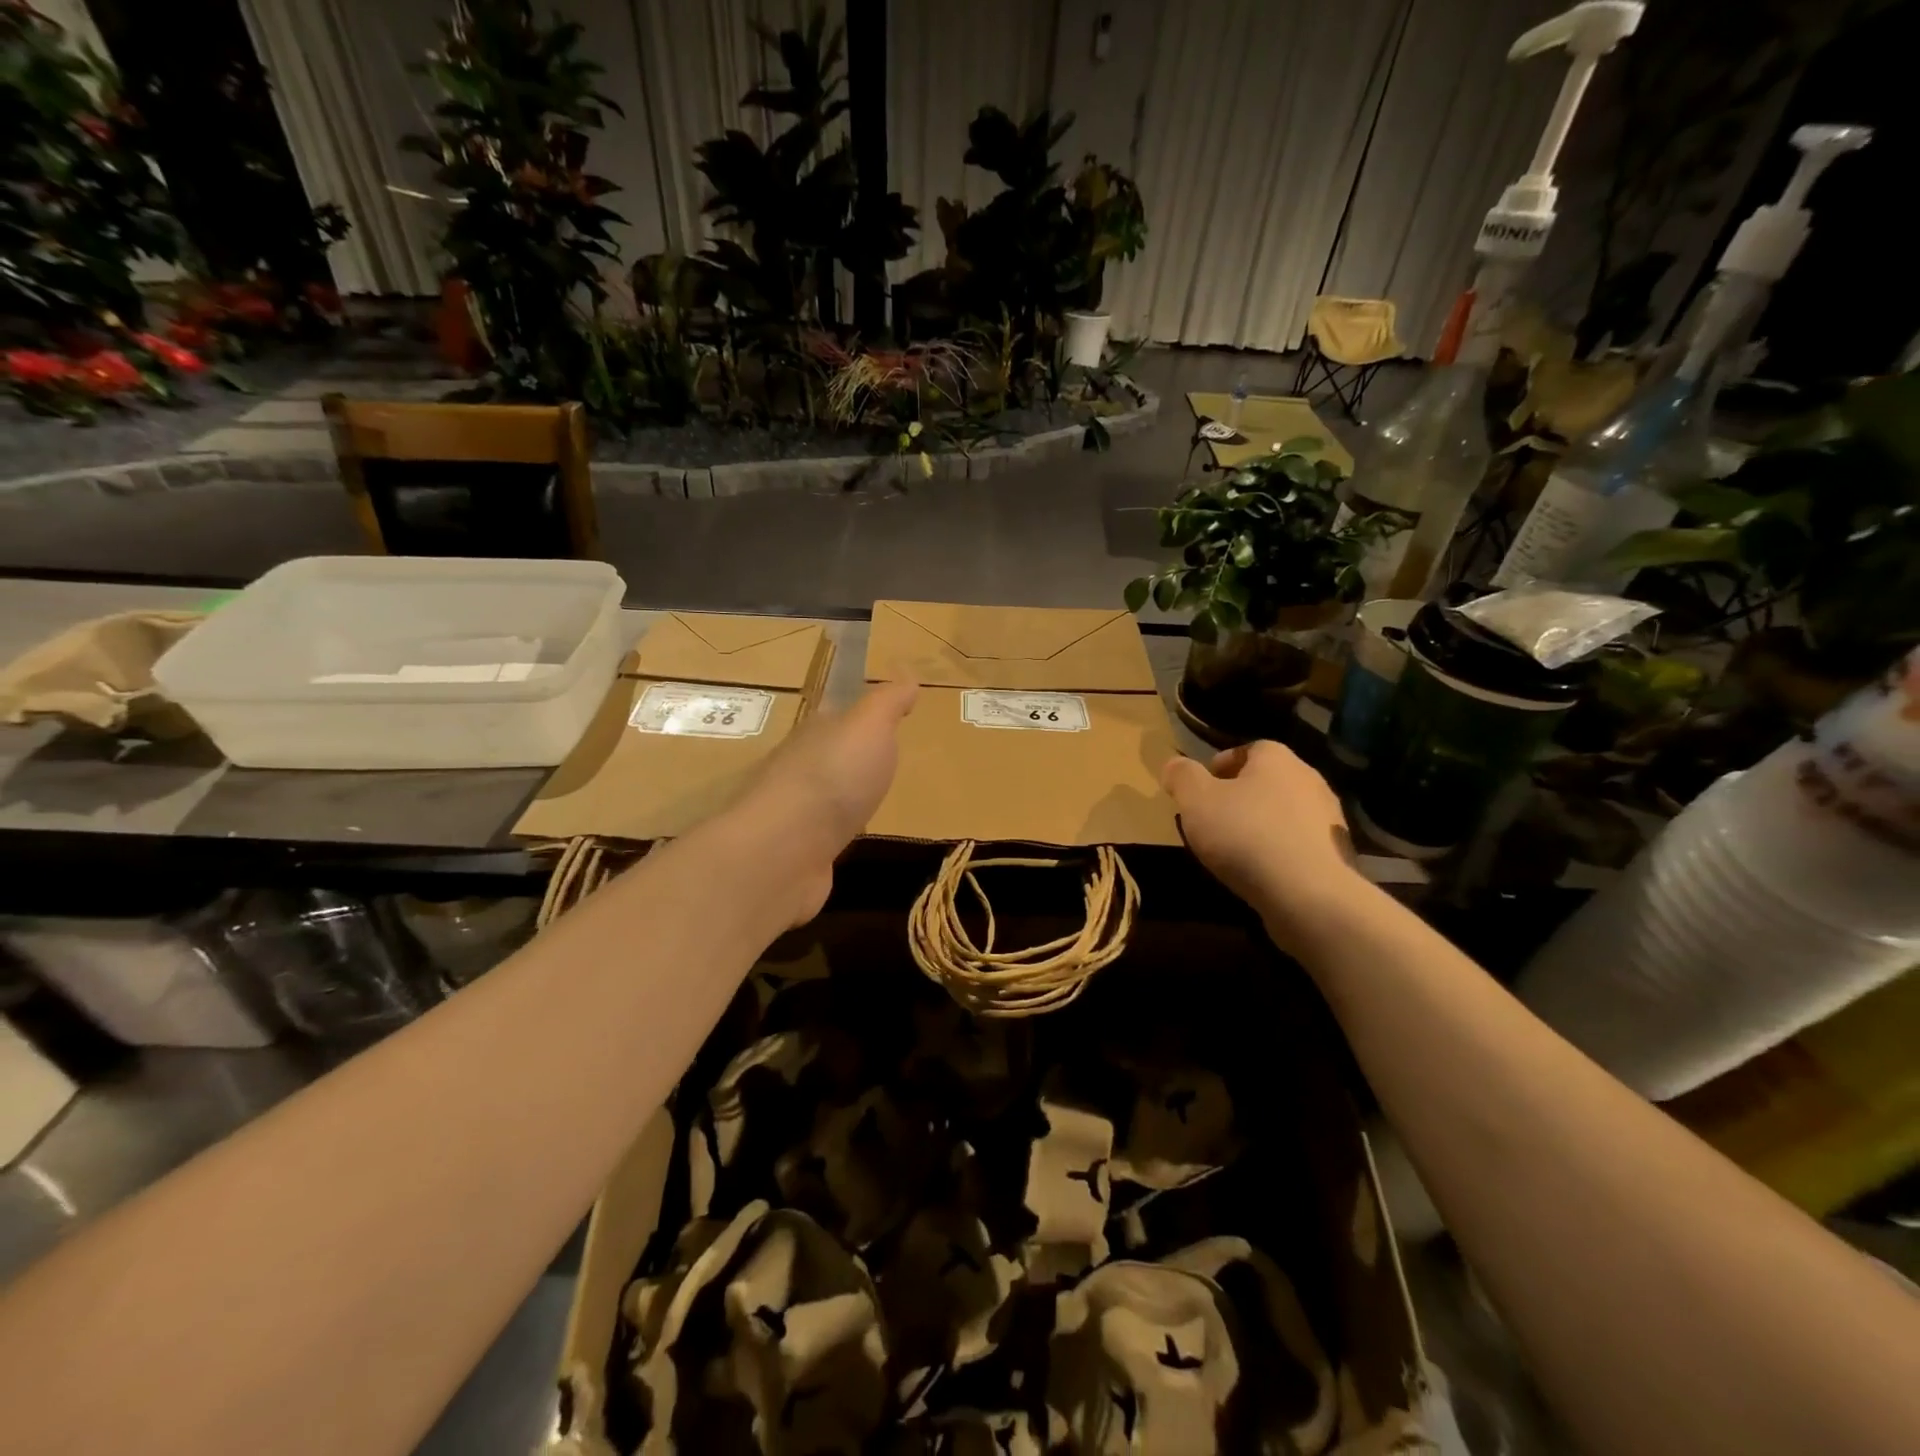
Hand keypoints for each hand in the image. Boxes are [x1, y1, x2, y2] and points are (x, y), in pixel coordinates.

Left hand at [729, 681, 917, 921]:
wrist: (784, 850)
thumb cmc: (833, 777)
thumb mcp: (869, 726)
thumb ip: (887, 702)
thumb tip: (906, 675)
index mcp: (815, 733)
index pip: (836, 717)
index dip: (859, 717)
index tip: (883, 721)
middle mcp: (799, 767)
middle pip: (827, 756)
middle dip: (850, 758)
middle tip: (883, 764)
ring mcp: (795, 813)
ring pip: (823, 797)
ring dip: (841, 798)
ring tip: (870, 803)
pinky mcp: (797, 852)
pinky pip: (821, 835)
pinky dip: (834, 833)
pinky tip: (850, 840)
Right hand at [1162, 741, 1370, 955]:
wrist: (1309, 894)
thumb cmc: (1246, 835)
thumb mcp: (1196, 801)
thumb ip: (1182, 777)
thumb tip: (1175, 764)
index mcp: (1277, 759)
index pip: (1249, 749)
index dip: (1223, 765)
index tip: (1202, 789)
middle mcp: (1310, 780)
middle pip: (1269, 781)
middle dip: (1242, 796)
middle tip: (1214, 818)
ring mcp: (1329, 819)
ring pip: (1286, 813)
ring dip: (1263, 824)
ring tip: (1236, 849)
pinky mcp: (1338, 854)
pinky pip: (1300, 844)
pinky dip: (1281, 851)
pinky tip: (1263, 871)